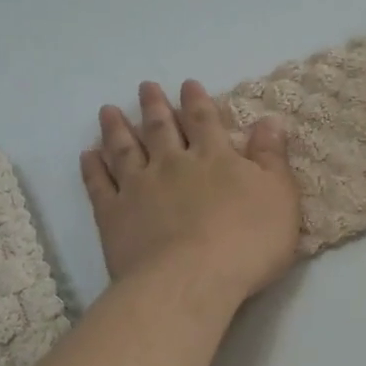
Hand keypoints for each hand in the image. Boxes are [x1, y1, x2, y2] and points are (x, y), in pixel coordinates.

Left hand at [81, 80, 299, 304]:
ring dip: (116, 128)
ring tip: (108, 110)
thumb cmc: (247, 242)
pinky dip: (92, 169)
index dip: (196, 100)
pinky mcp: (114, 215)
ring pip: (124, 149)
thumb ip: (272, 158)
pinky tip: (88, 156)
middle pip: (160, 128)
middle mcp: (172, 164)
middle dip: (153, 105)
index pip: (203, 120)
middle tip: (144, 87)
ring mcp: (138, 188)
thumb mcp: (278, 197)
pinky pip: (99, 185)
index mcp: (213, 157)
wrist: (192, 280)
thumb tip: (270, 121)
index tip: (187, 84)